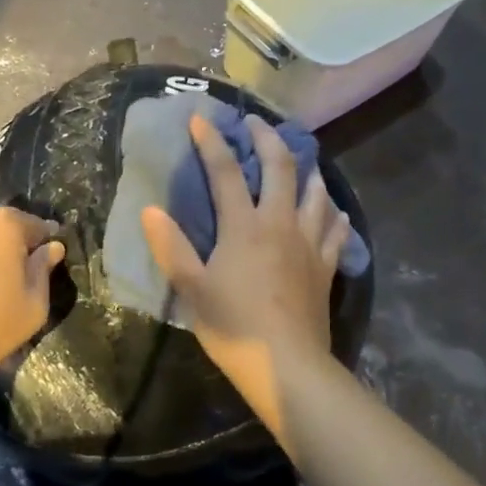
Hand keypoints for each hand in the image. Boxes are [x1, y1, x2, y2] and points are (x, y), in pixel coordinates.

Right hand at [141, 114, 351, 438]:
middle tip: (257, 123)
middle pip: (280, 168)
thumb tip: (150, 210)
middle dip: (268, 139)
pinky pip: (335, 230)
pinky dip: (333, 214)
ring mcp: (309, 243)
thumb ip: (172, 247)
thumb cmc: (233, 326)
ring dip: (307, 170)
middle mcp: (280, 224)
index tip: (201, 119)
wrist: (286, 366)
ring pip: (316, 192)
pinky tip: (334, 211)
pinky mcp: (326, 266)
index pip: (225, 172)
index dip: (211, 142)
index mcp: (244, 226)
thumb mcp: (192, 289)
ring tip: (300, 160)